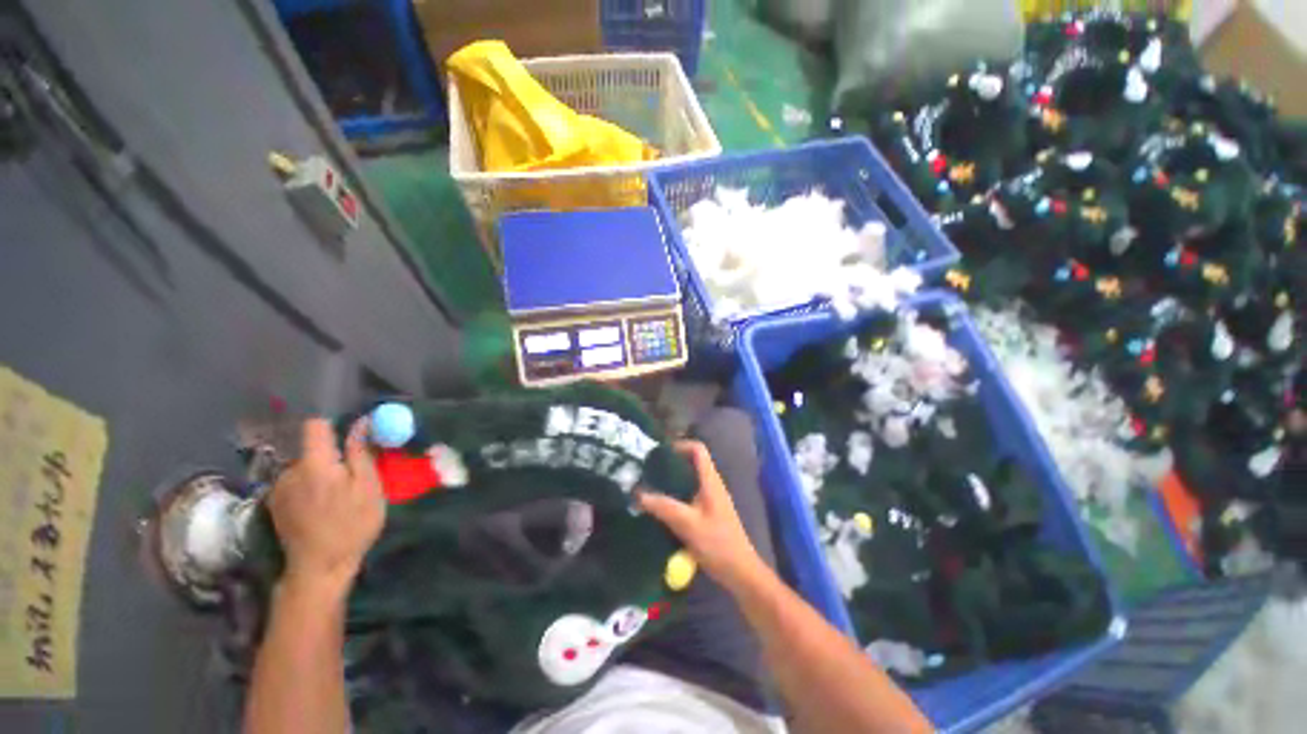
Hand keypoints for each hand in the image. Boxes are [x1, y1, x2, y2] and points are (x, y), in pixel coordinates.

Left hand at [268, 418, 384, 591]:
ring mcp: (278, 488)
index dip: (334, 426)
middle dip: (332, 456)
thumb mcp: (368, 487)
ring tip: (337, 496)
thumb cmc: (352, 524)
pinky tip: (321, 507)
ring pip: (304, 467)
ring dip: (320, 473)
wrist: (318, 568)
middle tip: (352, 477)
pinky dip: (309, 486)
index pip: (315, 425)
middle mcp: (290, 470)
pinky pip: (295, 482)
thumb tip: (361, 423)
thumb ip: (361, 453)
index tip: (351, 437)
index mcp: (315, 463)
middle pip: (311, 449)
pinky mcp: (274, 504)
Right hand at [639, 440, 766, 591]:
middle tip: (649, 469)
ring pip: (690, 480)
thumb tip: (637, 494)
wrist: (740, 572)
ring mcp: (711, 500)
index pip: (698, 450)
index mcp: (710, 481)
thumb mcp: (687, 524)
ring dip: (672, 481)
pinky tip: (662, 508)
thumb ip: (663, 507)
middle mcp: (712, 485)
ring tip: (651, 486)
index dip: (680, 445)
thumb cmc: (717, 544)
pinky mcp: (709, 513)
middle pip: (692, 463)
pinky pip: (690, 496)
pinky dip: (676, 495)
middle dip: (671, 463)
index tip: (660, 453)